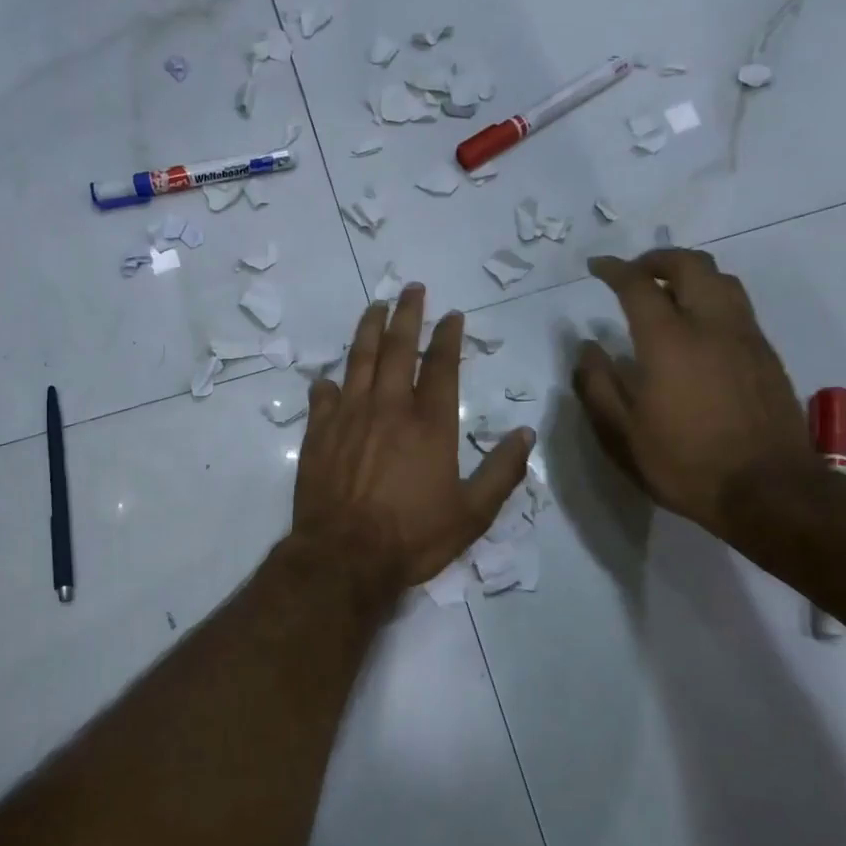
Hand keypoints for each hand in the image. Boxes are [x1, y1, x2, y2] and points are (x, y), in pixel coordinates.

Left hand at [293, 285, 533, 591]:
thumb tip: (526, 434)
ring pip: (358, 361)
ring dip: (368, 330)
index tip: (452, 314)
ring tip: (375, 307)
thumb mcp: (472, 514)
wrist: (344, 556)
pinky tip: (328, 378)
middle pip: (396, 349)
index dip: (447, 336)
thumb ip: (501, 472)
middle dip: (406, 315)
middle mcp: (389, 409)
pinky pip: (323, 398)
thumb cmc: (412, 537)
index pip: (441, 366)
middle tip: (411, 289)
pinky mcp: (319, 434)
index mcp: (430, 424)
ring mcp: (349, 417)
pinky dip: (328, 384)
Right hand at [574, 249, 814, 537]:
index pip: (639, 285)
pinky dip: (712, 297)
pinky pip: (738, 306)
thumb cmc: (683, 464)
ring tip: (667, 291)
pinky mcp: (767, 355)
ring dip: (690, 273)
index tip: (596, 267)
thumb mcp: (621, 434)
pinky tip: (698, 326)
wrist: (767, 490)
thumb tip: (587, 347)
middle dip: (658, 259)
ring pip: (722, 280)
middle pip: (691, 265)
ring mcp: (746, 338)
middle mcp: (712, 326)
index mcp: (669, 341)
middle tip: (634, 272)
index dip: (614, 270)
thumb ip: (597, 384)